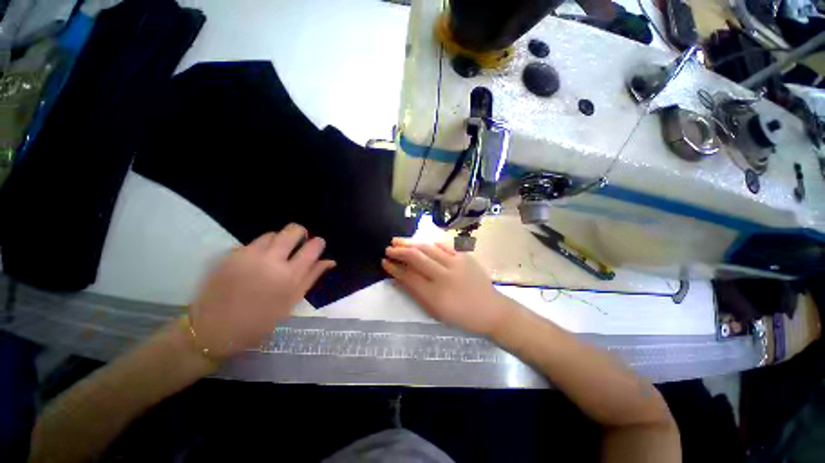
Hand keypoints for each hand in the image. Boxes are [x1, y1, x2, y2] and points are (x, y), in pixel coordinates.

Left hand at [189, 224, 335, 358]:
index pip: (312, 247)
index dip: (318, 243)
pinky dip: (260, 248)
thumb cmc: (260, 321)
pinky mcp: (232, 255)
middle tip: (298, 244)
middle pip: (293, 230)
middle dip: (300, 233)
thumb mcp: (291, 302)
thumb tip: (330, 261)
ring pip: (272, 234)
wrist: (213, 329)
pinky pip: (253, 243)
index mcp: (290, 275)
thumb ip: (311, 277)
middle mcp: (271, 260)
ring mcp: (249, 255)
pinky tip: (256, 262)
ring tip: (275, 255)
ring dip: (279, 241)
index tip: (317, 246)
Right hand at [382, 238, 514, 334]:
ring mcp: (456, 263)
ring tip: (399, 241)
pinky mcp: (465, 256)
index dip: (394, 268)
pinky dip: (431, 243)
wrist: (491, 310)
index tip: (384, 262)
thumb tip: (399, 278)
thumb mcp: (435, 311)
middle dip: (399, 251)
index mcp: (435, 294)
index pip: (408, 276)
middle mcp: (444, 275)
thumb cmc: (461, 316)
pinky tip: (423, 243)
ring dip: (411, 243)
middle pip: (416, 257)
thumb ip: (416, 293)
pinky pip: (445, 245)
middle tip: (388, 248)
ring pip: (428, 248)